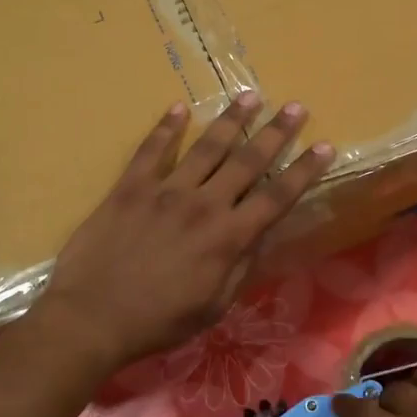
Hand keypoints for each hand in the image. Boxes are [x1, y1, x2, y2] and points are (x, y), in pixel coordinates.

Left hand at [37, 94, 334, 370]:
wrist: (91, 317)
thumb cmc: (158, 321)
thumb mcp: (214, 306)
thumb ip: (242, 267)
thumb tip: (264, 232)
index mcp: (227, 238)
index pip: (276, 197)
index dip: (303, 171)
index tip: (324, 146)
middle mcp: (203, 205)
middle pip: (247, 161)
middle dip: (275, 133)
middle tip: (294, 107)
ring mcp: (164, 191)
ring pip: (206, 147)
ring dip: (230, 120)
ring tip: (250, 96)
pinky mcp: (130, 187)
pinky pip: (151, 150)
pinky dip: (166, 127)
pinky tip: (179, 108)